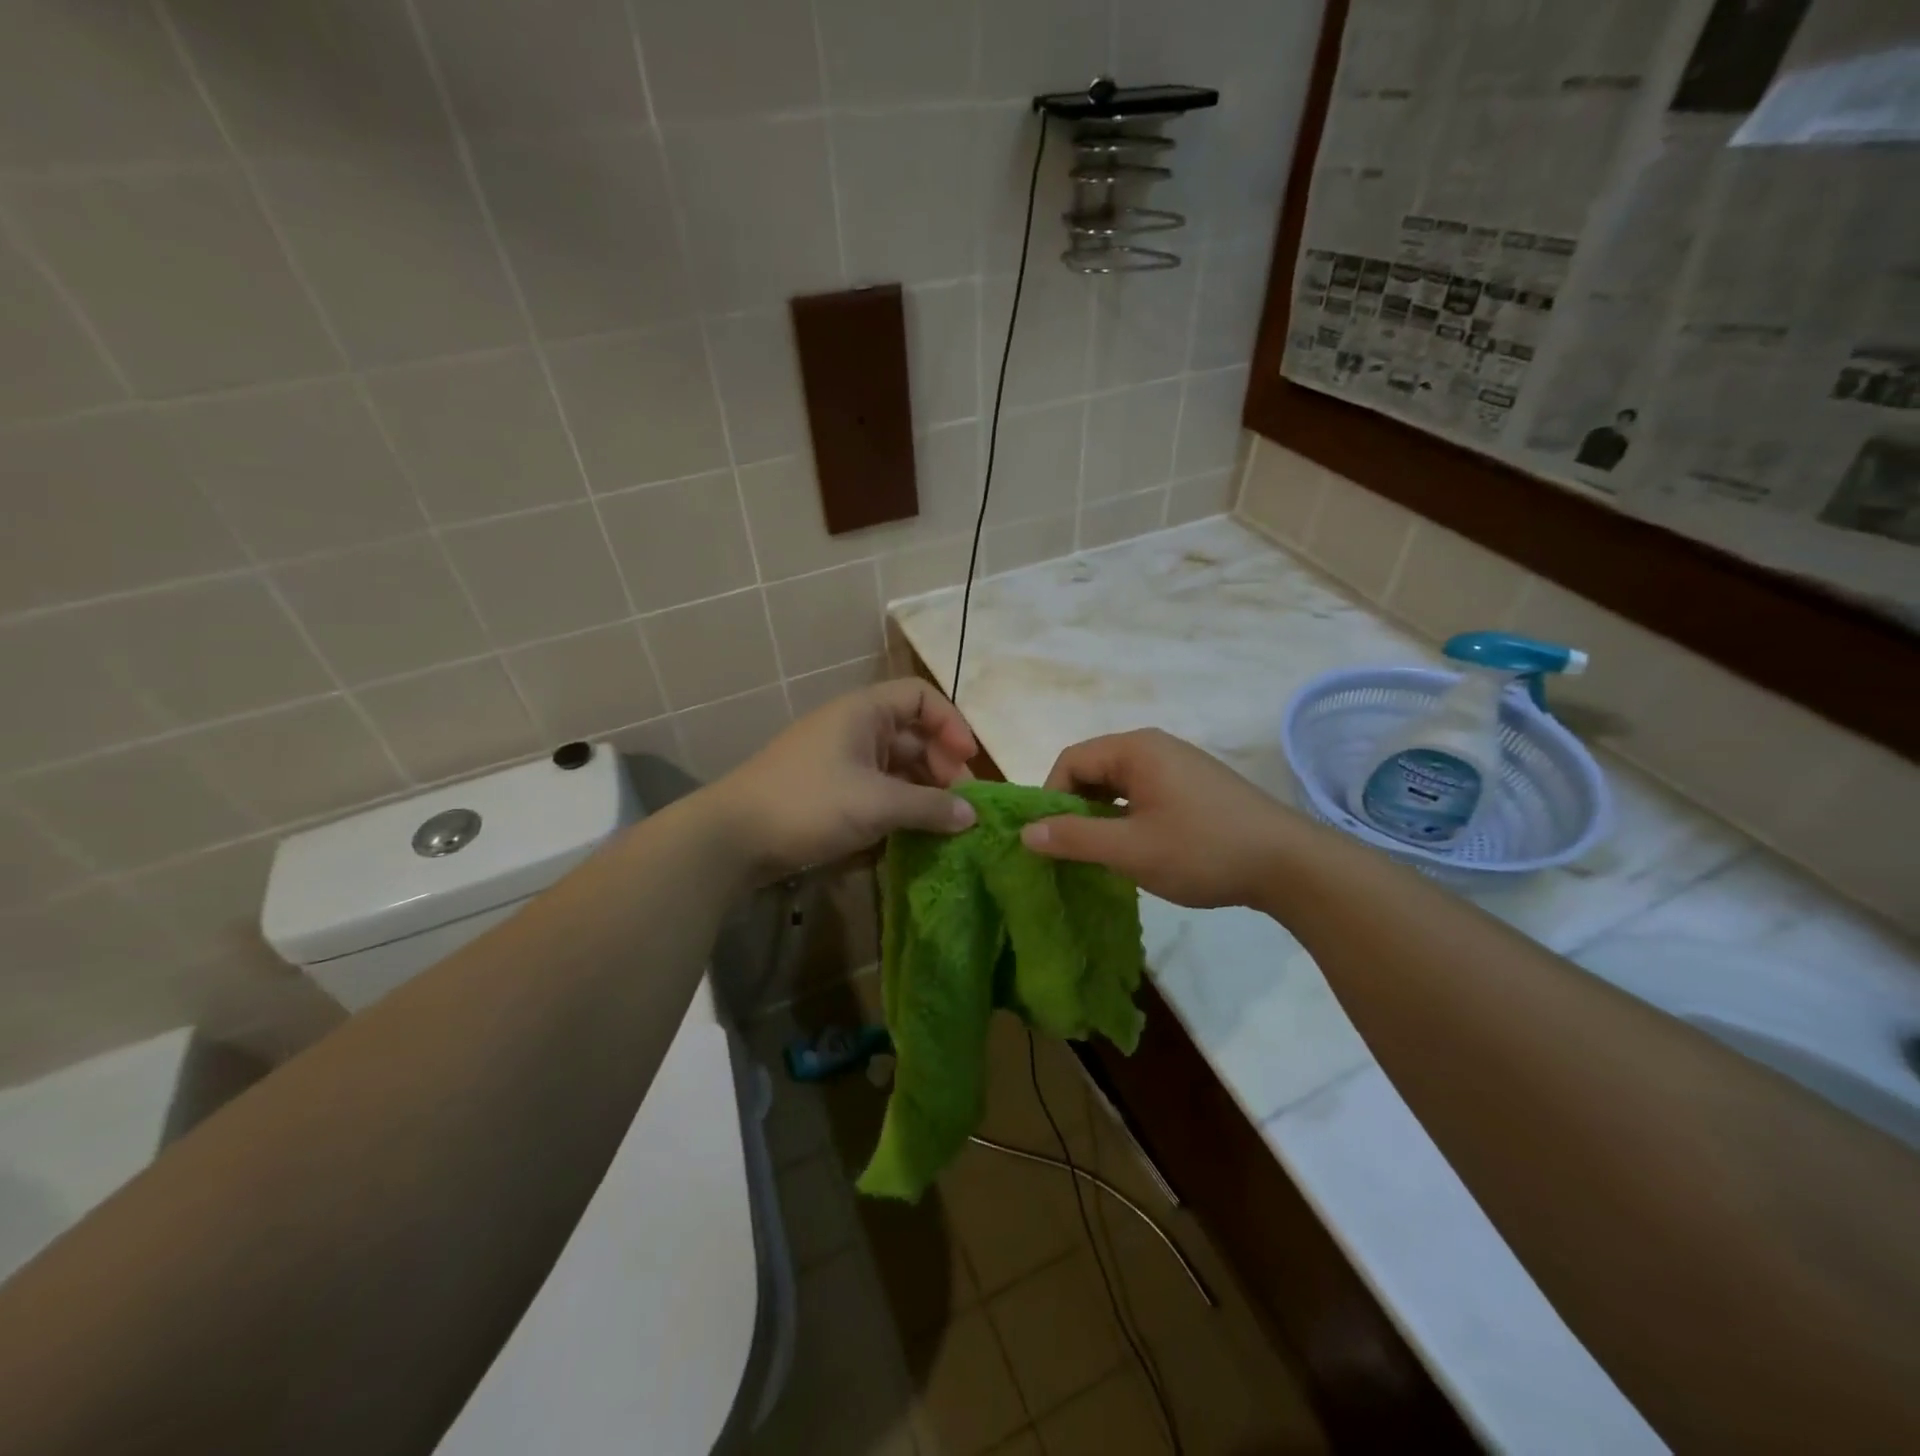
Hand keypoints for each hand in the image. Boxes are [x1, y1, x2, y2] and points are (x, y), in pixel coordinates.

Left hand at [711, 679, 978, 881]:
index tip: (968, 761)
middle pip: (912, 735)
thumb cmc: (809, 804)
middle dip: (941, 765)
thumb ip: (930, 807)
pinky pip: (876, 791)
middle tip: (958, 805)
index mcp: (864, 712)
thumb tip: (972, 816)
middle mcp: (854, 729)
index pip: (921, 697)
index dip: (951, 723)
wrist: (732, 838)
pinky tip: (912, 835)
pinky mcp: (829, 793)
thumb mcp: (877, 803)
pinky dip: (898, 807)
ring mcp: (840, 761)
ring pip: (895, 768)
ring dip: (922, 792)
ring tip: (941, 826)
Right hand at [1020, 729, 1306, 909]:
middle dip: (1075, 808)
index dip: (1051, 798)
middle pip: (1094, 769)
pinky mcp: (1196, 786)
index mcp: (1136, 749)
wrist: (1290, 864)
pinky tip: (1136, 848)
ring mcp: (1179, 765)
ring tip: (1101, 853)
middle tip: (1072, 850)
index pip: (1071, 761)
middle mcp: (1155, 747)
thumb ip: (1074, 839)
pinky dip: (1127, 816)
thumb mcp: (1130, 850)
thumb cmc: (1203, 850)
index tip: (1049, 839)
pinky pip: (1144, 793)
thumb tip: (1026, 831)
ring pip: (1119, 784)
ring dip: (1101, 815)